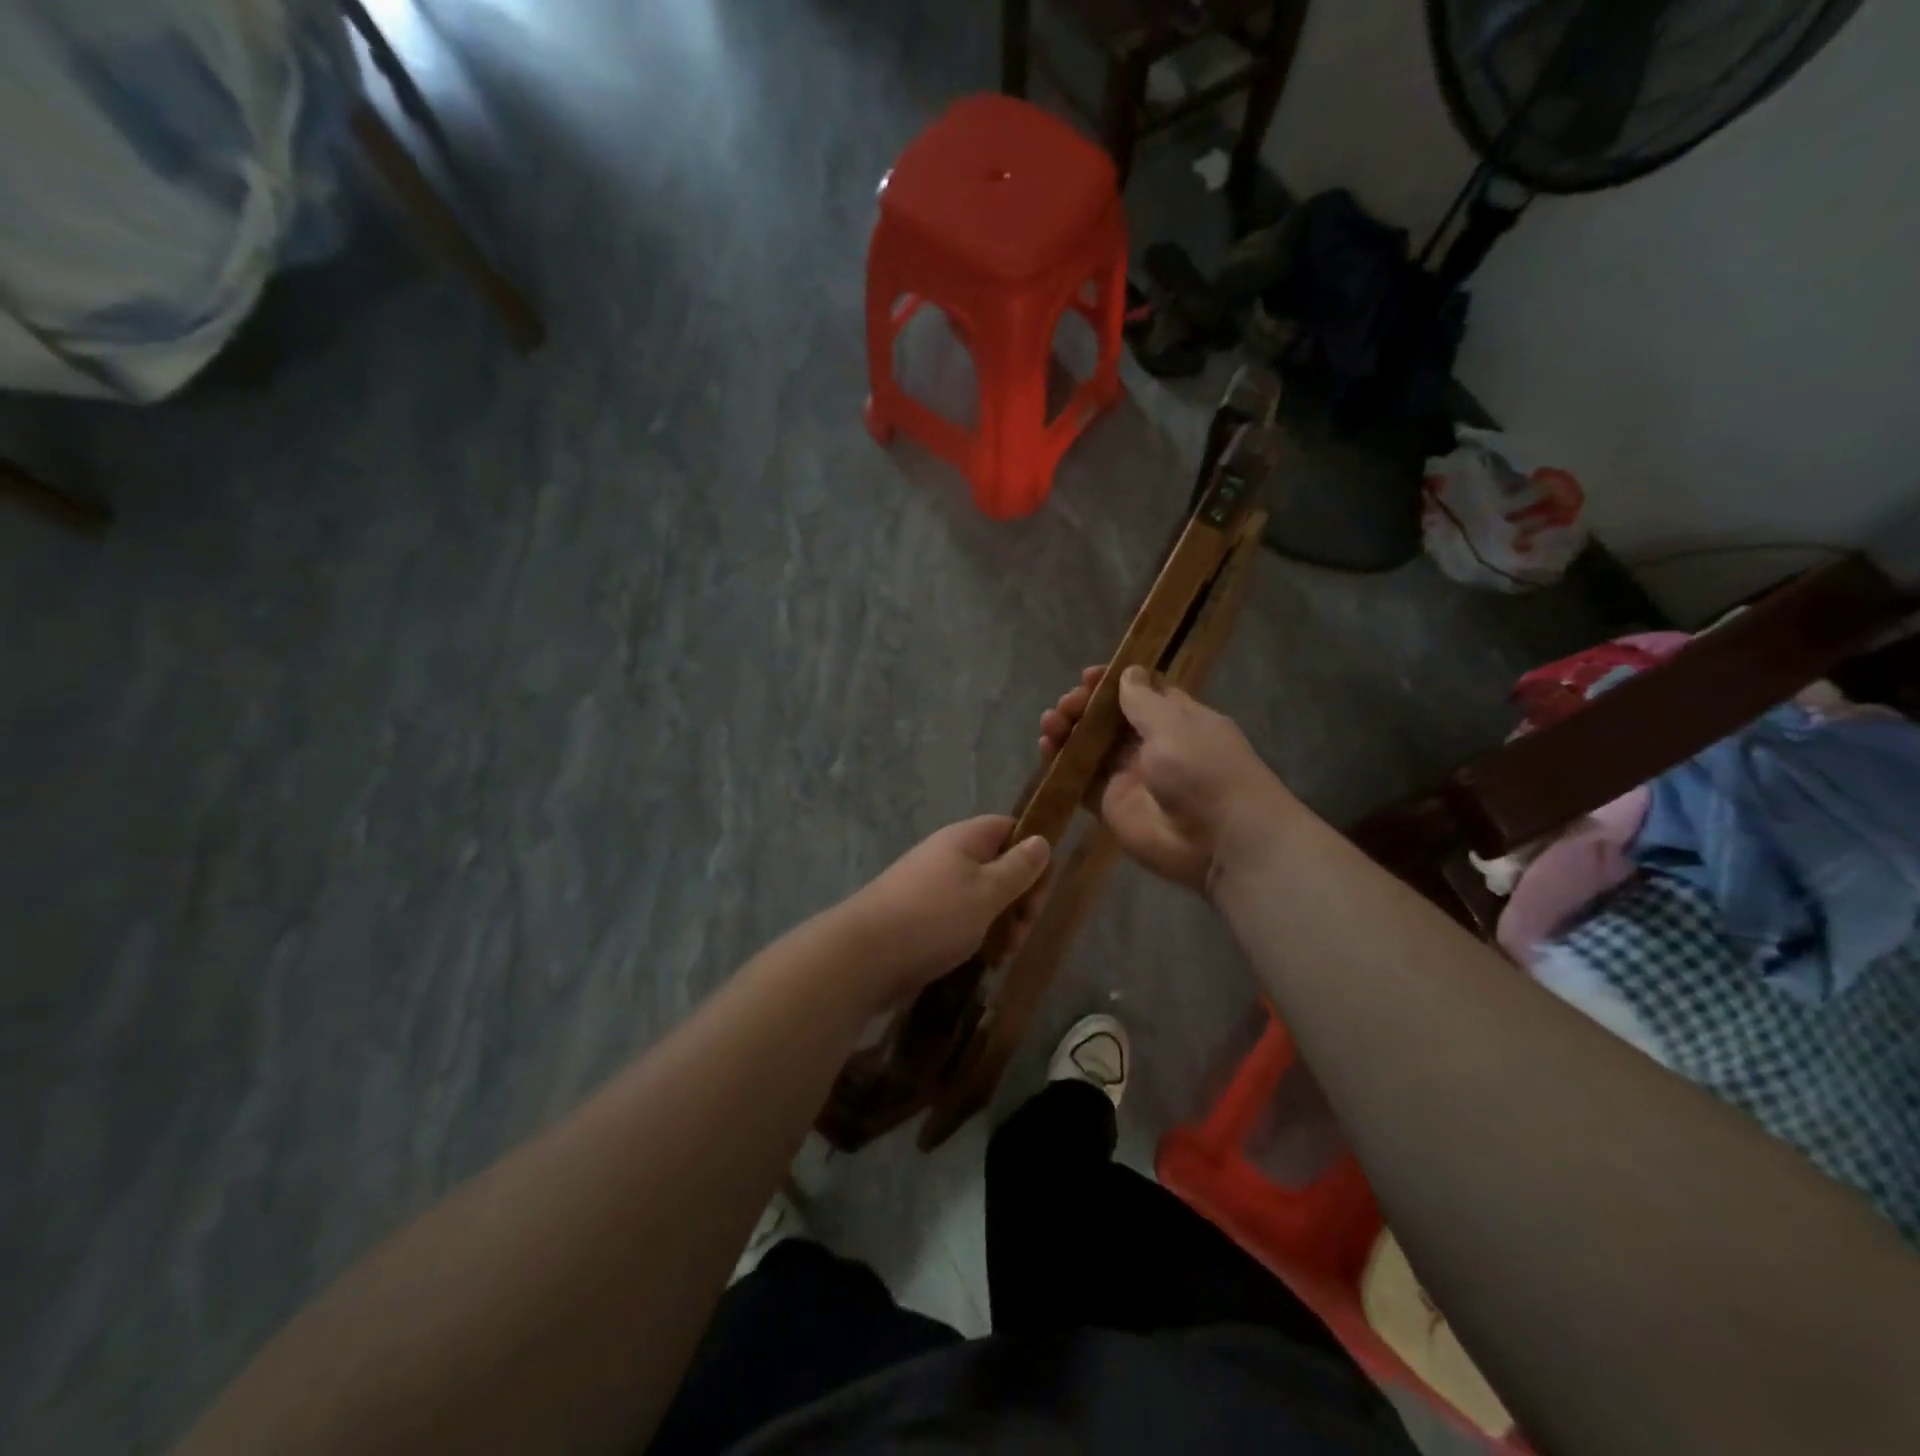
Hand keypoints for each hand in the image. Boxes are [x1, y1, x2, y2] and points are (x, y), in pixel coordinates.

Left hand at [840, 815, 1051, 1000]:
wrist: (865, 956)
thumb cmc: (934, 916)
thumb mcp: (987, 891)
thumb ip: (1019, 868)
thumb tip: (1041, 840)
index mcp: (963, 840)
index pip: (1009, 828)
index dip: (1033, 852)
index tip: (1042, 887)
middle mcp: (948, 857)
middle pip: (999, 866)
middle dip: (1020, 897)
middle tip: (1023, 930)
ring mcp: (933, 889)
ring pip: (983, 898)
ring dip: (1002, 922)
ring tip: (1004, 952)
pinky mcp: (923, 919)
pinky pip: (961, 920)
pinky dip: (978, 937)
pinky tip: (984, 960)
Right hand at [1039, 664, 1292, 893]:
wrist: (1220, 839)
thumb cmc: (1204, 769)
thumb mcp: (1175, 724)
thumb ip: (1143, 701)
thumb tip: (1128, 672)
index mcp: (1175, 718)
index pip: (1139, 692)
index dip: (1112, 682)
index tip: (1089, 676)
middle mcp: (1150, 744)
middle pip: (1108, 718)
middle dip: (1084, 705)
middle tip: (1068, 703)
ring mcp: (1128, 775)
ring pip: (1089, 746)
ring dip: (1068, 729)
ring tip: (1052, 721)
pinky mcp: (1110, 804)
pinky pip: (1080, 779)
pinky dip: (1060, 762)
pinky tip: (1046, 746)